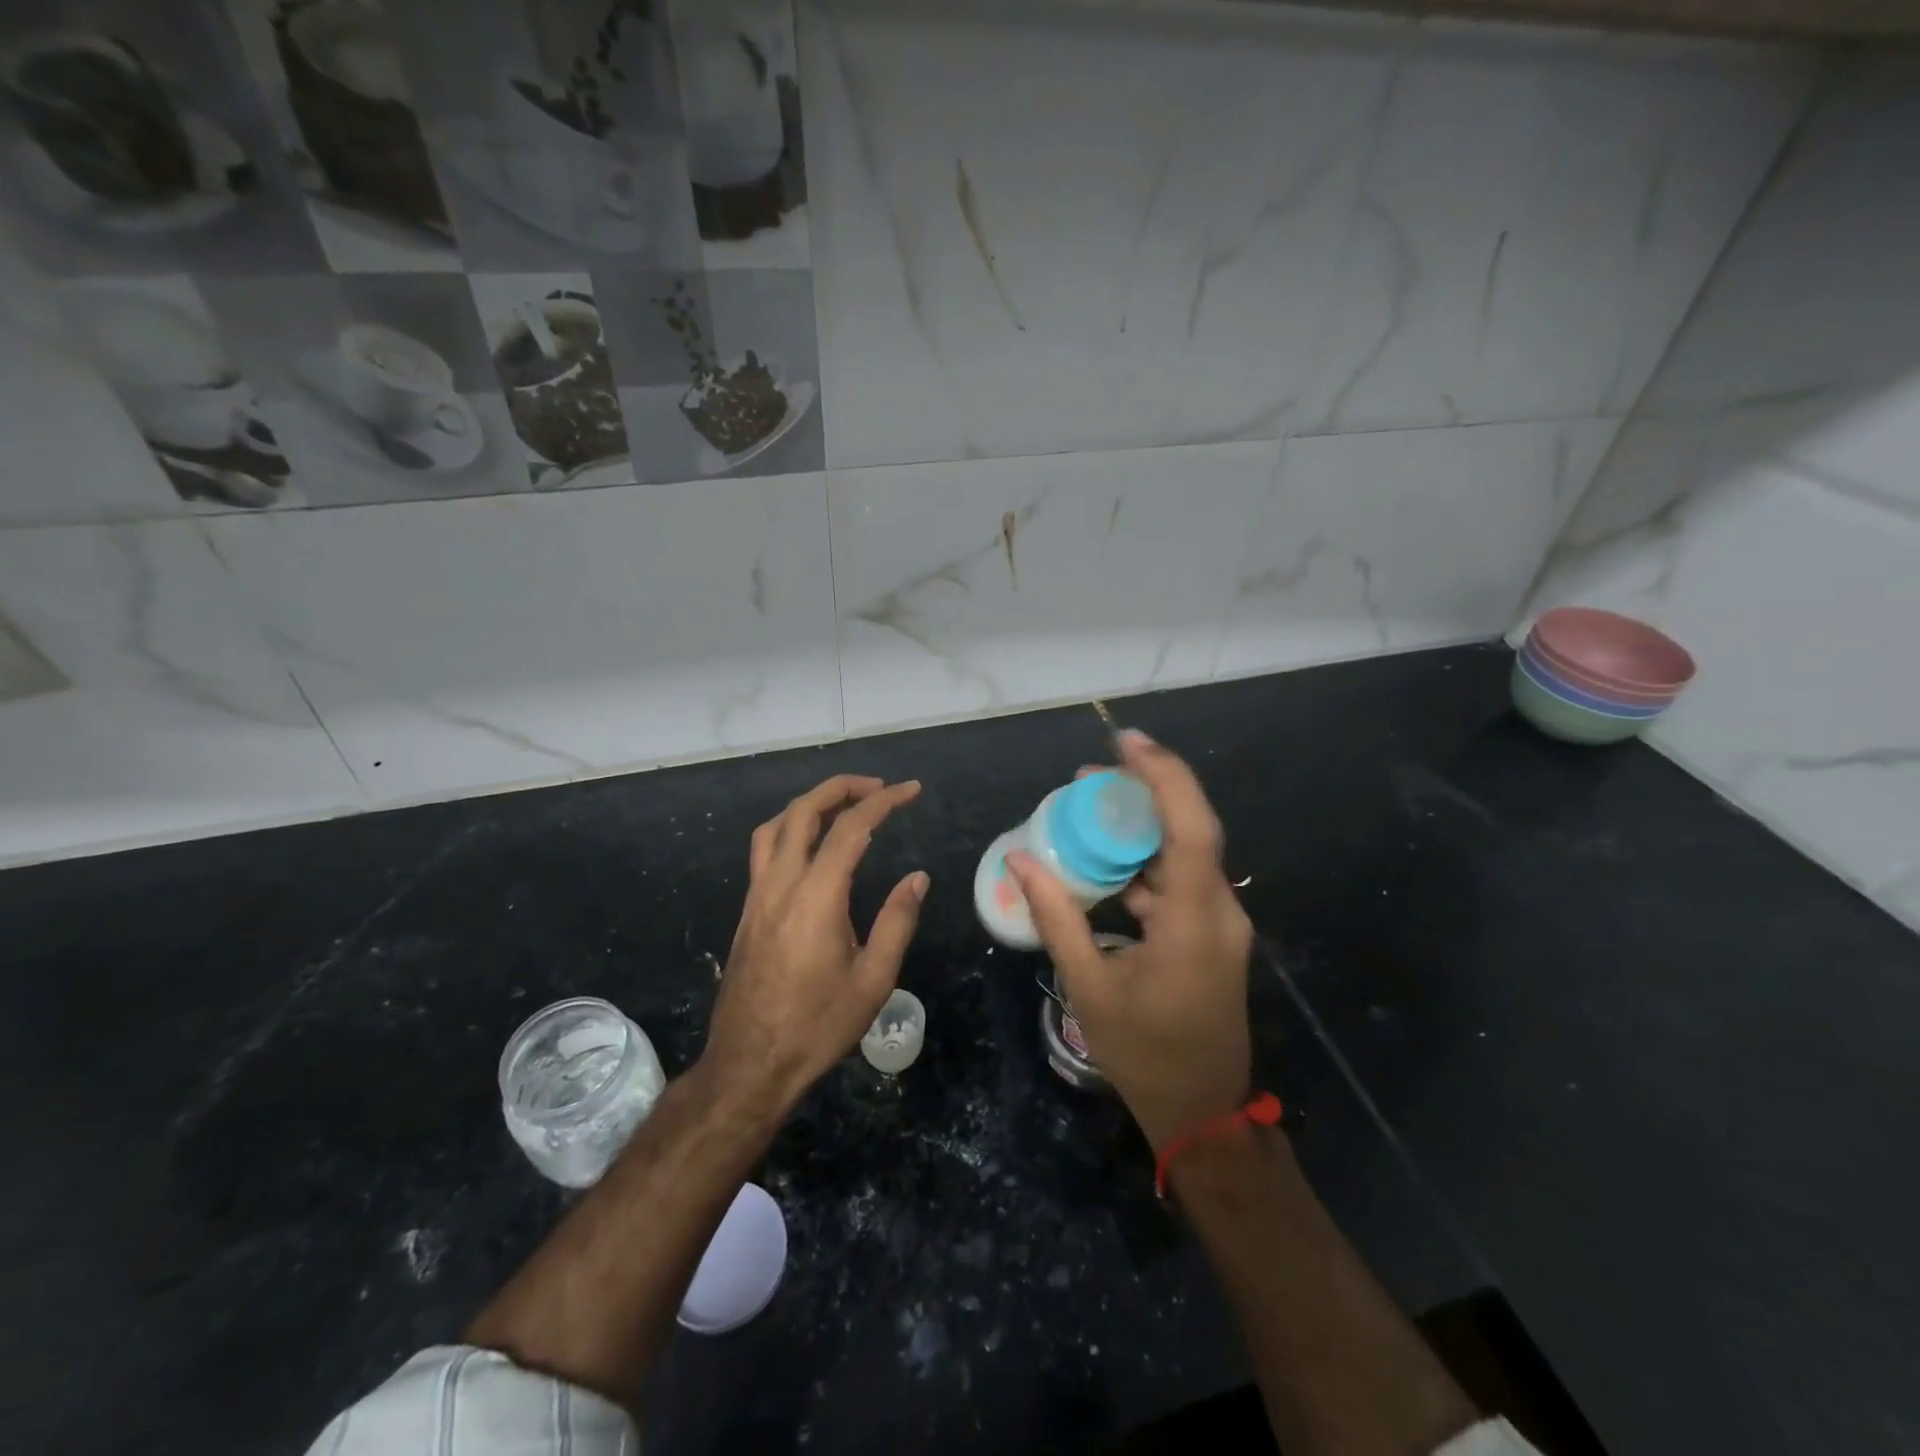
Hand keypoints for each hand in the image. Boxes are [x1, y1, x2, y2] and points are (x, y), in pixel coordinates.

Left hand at [704, 774, 927, 1116]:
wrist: (750, 1064)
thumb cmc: (818, 1026)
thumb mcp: (873, 980)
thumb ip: (897, 921)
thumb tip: (917, 877)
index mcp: (816, 896)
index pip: (851, 828)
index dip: (884, 801)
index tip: (911, 790)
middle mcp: (781, 884)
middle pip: (804, 811)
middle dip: (842, 788)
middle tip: (879, 788)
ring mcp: (757, 896)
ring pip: (776, 825)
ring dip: (810, 804)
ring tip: (844, 806)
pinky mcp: (748, 911)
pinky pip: (764, 850)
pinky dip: (790, 828)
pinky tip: (811, 846)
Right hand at [1009, 731, 1252, 1150]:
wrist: (1202, 1113)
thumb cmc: (1144, 1053)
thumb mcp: (1089, 985)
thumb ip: (1055, 916)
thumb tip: (1020, 858)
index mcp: (1195, 921)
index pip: (1190, 827)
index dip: (1162, 776)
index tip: (1124, 741)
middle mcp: (1218, 911)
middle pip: (1188, 829)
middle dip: (1143, 791)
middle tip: (1087, 775)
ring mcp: (1219, 924)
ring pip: (1184, 854)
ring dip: (1140, 828)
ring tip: (1087, 809)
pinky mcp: (1210, 936)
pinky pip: (1179, 883)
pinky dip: (1143, 864)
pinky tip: (1104, 863)